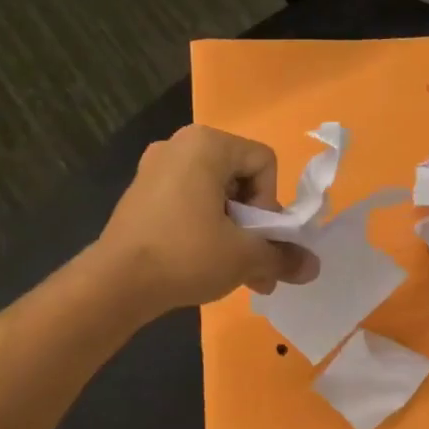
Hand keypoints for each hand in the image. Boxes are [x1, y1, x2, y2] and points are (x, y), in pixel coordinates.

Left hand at [96, 125, 318, 317]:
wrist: (115, 283)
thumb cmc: (186, 254)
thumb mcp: (244, 257)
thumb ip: (282, 256)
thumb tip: (313, 268)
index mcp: (206, 144)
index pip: (263, 162)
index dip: (270, 203)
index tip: (256, 236)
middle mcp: (179, 146)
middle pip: (239, 179)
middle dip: (253, 225)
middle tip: (252, 262)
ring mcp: (154, 169)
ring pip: (214, 196)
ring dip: (232, 233)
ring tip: (234, 273)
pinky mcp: (140, 195)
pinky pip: (188, 204)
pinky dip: (203, 230)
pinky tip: (204, 266)